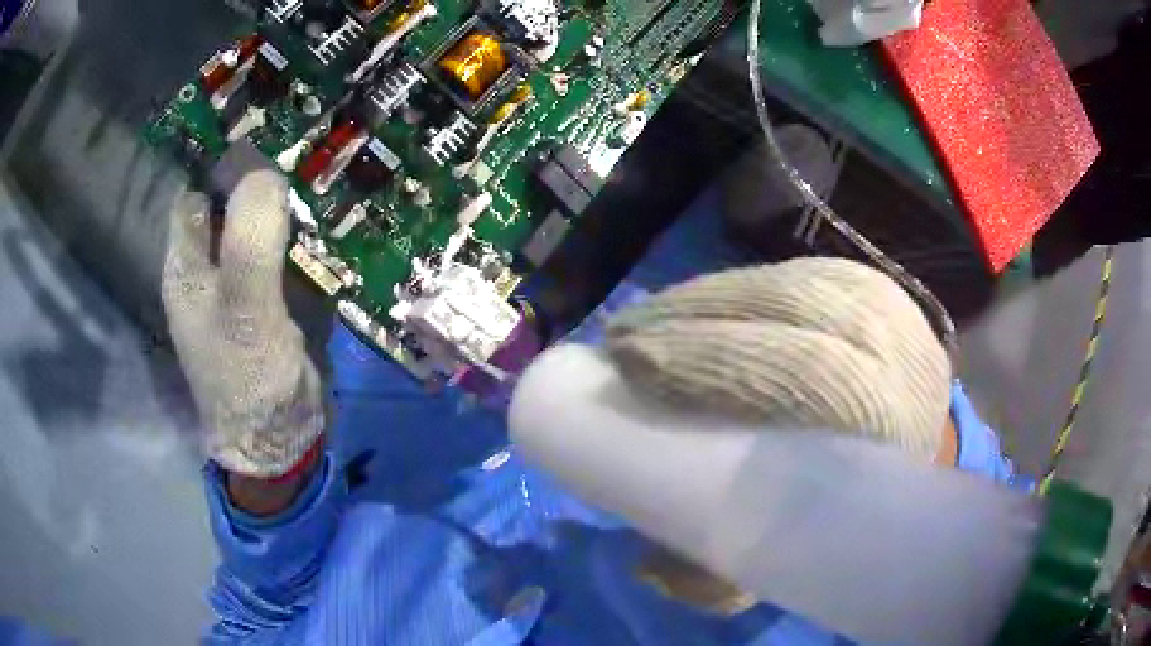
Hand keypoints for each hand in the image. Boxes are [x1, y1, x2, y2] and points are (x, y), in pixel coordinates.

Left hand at [161, 171, 323, 485]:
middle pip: (227, 207)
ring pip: (256, 228)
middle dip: (259, 184)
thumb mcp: (244, 310)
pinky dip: (299, 238)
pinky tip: (325, 227)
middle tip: (305, 161)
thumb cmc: (247, 380)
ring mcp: (237, 286)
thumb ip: (249, 243)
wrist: (279, 440)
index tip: (267, 143)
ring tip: (322, 184)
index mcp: (185, 266)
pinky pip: (279, 254)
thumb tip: (266, 174)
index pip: (194, 196)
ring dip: (284, 209)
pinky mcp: (267, 301)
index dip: (222, 167)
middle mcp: (205, 270)